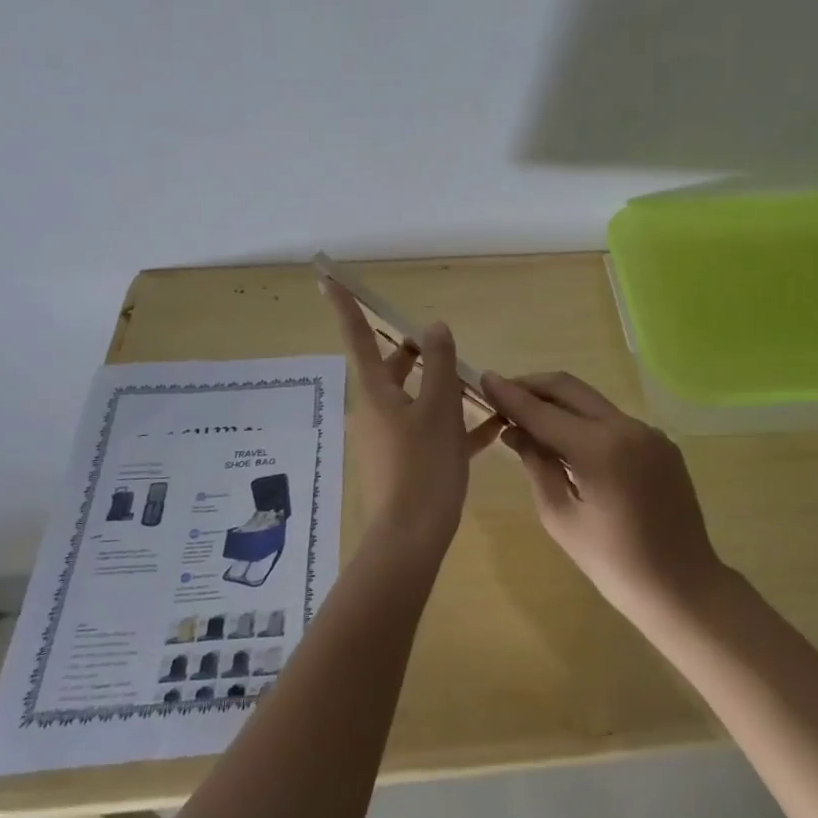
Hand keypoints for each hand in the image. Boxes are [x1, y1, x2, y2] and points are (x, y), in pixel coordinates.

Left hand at [322, 278, 501, 555]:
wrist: (411, 539)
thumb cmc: (423, 467)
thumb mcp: (439, 410)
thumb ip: (441, 366)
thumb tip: (434, 328)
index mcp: (376, 393)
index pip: (358, 337)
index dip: (344, 306)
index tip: (327, 278)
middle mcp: (376, 411)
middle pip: (391, 368)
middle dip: (414, 351)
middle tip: (441, 341)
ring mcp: (389, 438)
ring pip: (414, 399)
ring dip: (440, 387)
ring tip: (476, 380)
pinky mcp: (405, 462)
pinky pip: (429, 430)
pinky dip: (452, 422)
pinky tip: (491, 425)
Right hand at [481, 371, 725, 621]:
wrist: (683, 587)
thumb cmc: (613, 563)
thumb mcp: (561, 517)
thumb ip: (537, 464)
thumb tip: (514, 430)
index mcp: (599, 447)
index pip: (542, 411)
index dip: (510, 394)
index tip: (485, 379)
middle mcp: (626, 426)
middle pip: (569, 388)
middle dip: (533, 386)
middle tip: (503, 394)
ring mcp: (649, 432)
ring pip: (592, 402)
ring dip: (559, 403)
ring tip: (530, 418)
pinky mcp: (662, 443)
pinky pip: (614, 421)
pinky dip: (586, 421)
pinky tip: (570, 442)